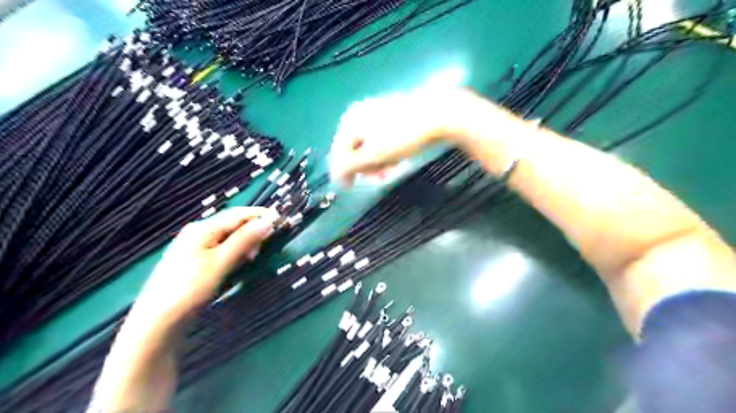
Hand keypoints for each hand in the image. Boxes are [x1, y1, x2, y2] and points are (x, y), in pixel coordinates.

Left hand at [134, 206, 280, 322]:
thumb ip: (245, 239)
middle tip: (262, 250)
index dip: (261, 215)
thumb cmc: (189, 289)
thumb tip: (269, 219)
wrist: (157, 322)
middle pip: (233, 224)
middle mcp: (198, 232)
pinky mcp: (195, 261)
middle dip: (252, 232)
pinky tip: (237, 264)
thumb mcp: (220, 262)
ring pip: (229, 238)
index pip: (238, 214)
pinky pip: (222, 249)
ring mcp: (195, 246)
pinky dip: (235, 253)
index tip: (282, 220)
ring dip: (245, 244)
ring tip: (251, 259)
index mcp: (203, 228)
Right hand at [330, 87, 492, 185]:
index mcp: (350, 120)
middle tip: (380, 177)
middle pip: (354, 149)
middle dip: (366, 166)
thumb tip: (335, 176)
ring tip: (392, 168)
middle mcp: (359, 114)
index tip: (349, 187)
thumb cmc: (401, 136)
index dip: (343, 171)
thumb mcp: (373, 155)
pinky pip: (381, 140)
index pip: (338, 151)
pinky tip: (398, 157)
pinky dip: (386, 152)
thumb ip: (350, 166)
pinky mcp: (391, 116)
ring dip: (377, 161)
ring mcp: (375, 113)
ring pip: (369, 146)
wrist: (436, 115)